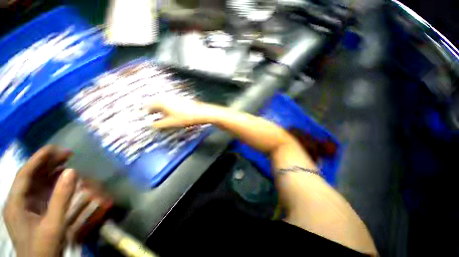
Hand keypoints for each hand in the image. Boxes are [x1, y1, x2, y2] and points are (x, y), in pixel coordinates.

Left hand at [3, 145, 77, 256]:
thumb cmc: (43, 248)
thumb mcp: (53, 225)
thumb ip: (61, 198)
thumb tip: (72, 171)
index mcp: (15, 203)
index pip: (24, 174)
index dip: (38, 159)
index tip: (54, 148)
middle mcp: (18, 201)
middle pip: (30, 176)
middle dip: (46, 162)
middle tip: (66, 153)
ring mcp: (25, 206)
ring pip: (36, 182)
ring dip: (50, 170)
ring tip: (66, 160)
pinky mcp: (33, 210)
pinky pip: (41, 190)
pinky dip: (52, 181)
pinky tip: (62, 176)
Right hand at [147, 99, 219, 127]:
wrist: (201, 113)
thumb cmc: (184, 118)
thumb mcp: (170, 123)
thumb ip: (159, 124)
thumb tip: (152, 125)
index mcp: (162, 102)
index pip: (150, 106)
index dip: (147, 111)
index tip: (146, 116)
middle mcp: (167, 98)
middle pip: (157, 103)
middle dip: (154, 110)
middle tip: (152, 116)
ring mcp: (176, 98)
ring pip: (165, 103)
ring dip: (162, 109)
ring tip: (162, 116)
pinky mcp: (183, 100)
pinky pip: (172, 103)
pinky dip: (169, 108)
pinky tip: (172, 113)